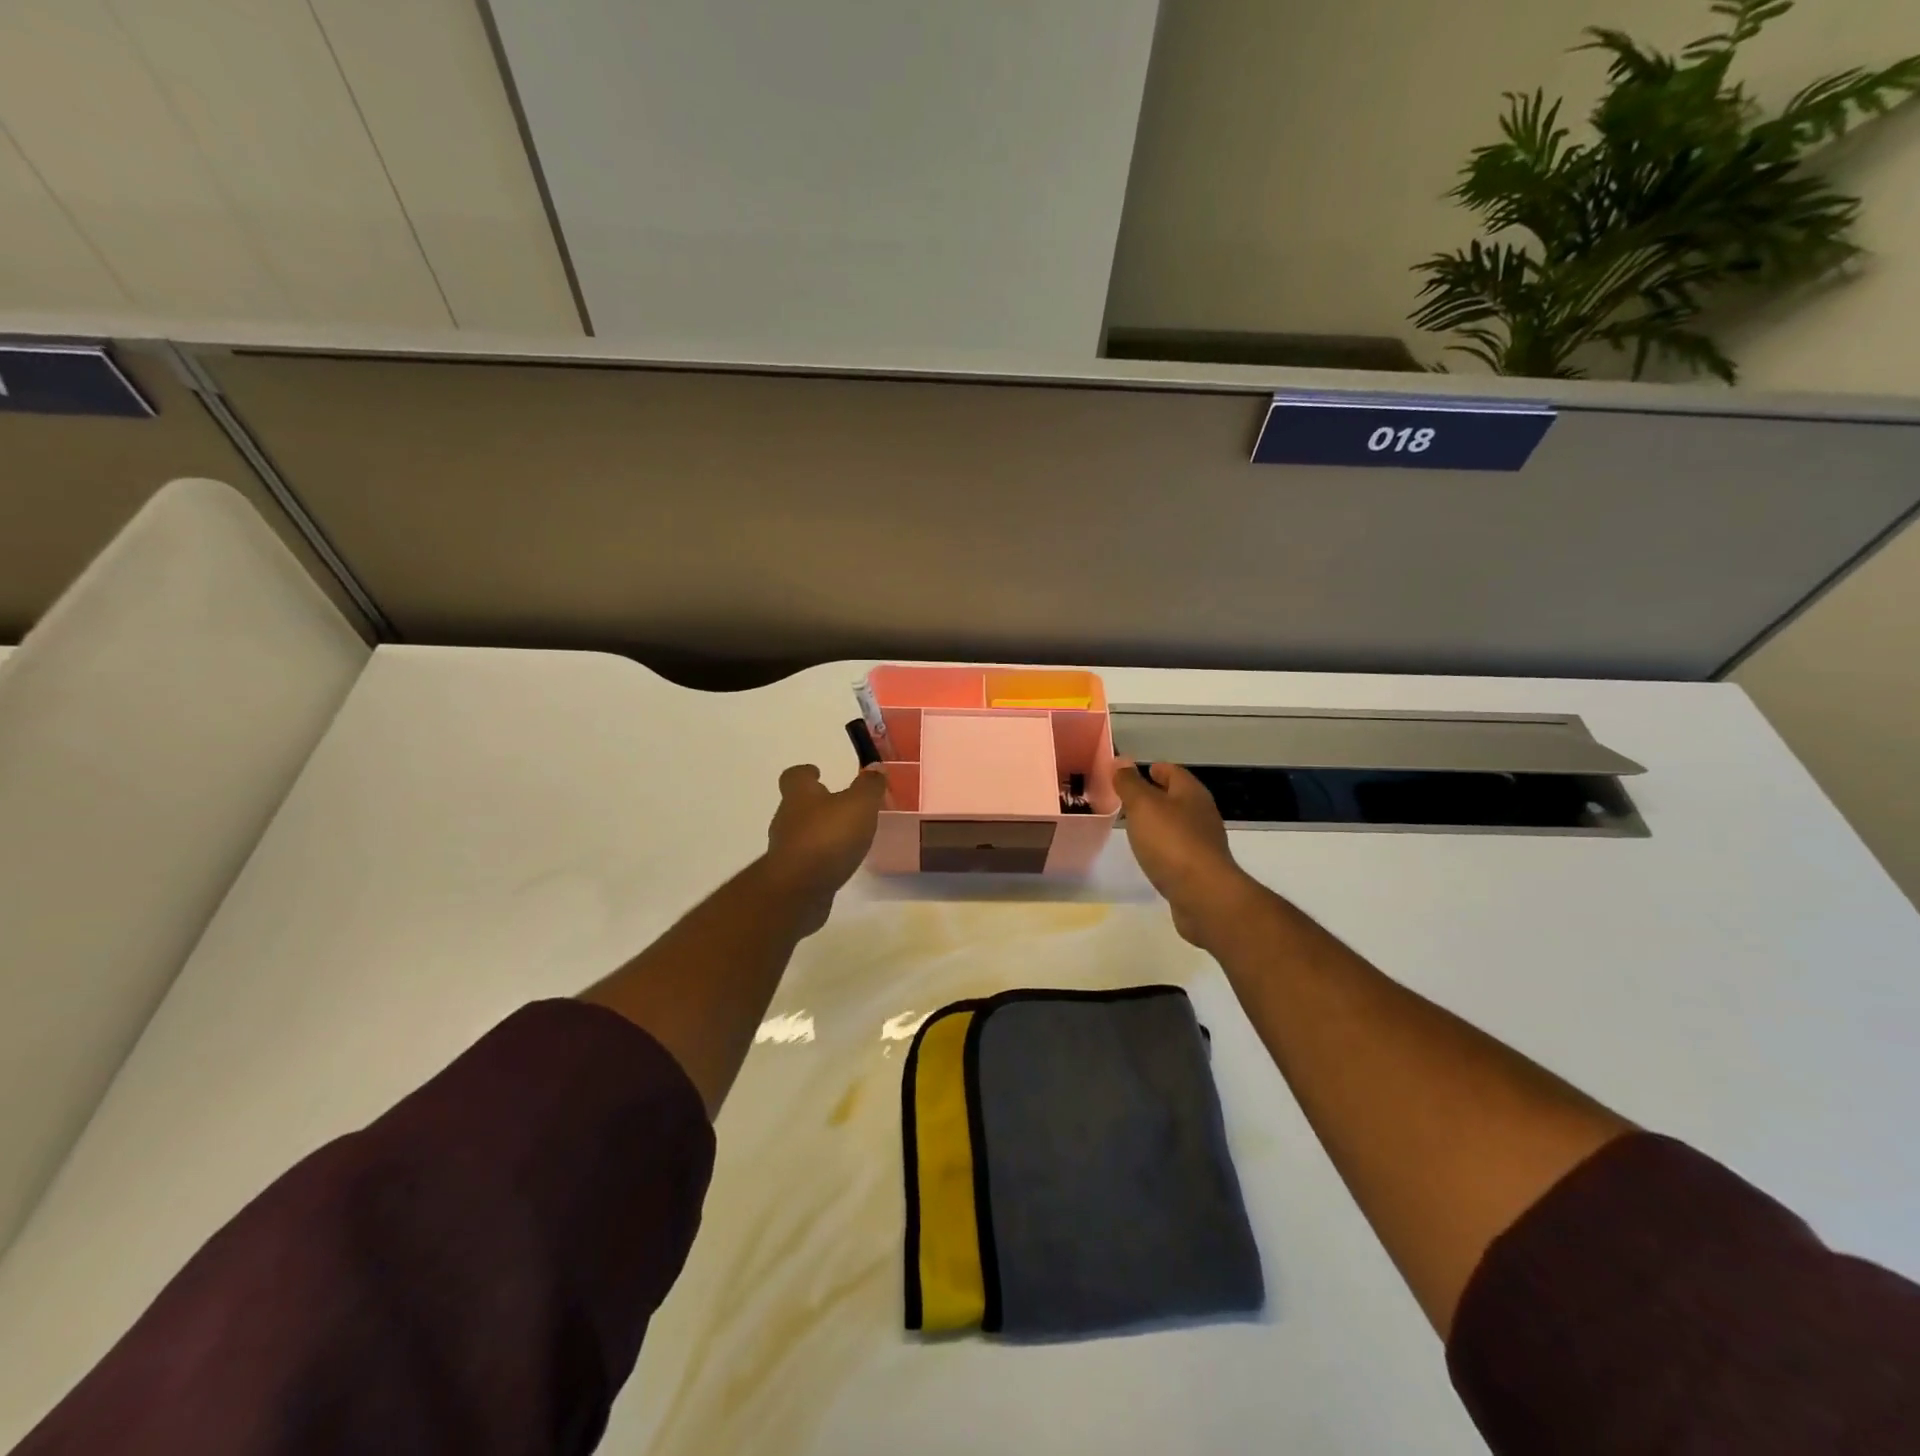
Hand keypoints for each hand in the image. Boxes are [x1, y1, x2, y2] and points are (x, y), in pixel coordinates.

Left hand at [763, 763, 887, 932]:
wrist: (798, 891)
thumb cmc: (828, 838)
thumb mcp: (859, 806)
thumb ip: (869, 786)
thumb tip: (875, 767)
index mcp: (800, 796)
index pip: (795, 776)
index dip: (806, 773)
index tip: (817, 772)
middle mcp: (787, 818)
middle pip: (798, 805)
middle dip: (817, 804)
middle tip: (841, 806)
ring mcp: (786, 849)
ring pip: (802, 833)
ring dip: (820, 832)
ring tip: (846, 837)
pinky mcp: (791, 876)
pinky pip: (807, 860)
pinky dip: (821, 858)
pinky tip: (839, 863)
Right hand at [1113, 761, 1264, 947]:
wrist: (1203, 895)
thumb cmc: (1171, 842)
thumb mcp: (1143, 806)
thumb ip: (1130, 784)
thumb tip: (1121, 761)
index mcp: (1191, 793)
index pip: (1173, 772)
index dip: (1154, 769)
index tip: (1132, 773)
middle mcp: (1201, 814)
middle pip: (1176, 797)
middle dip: (1153, 795)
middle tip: (1125, 799)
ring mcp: (1203, 843)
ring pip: (1176, 824)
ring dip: (1157, 822)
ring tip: (1132, 825)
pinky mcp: (1200, 869)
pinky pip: (1177, 849)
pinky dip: (1161, 846)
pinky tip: (1148, 853)